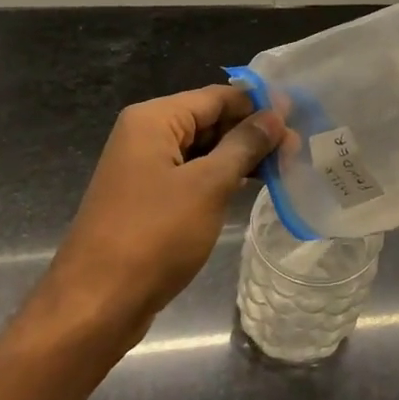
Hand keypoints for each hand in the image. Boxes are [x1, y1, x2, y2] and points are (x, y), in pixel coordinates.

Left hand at [29, 85, 284, 343]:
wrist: (98, 303)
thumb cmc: (155, 235)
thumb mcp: (208, 185)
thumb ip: (244, 145)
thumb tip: (275, 115)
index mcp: (154, 120)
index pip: (217, 96)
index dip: (259, 104)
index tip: (301, 116)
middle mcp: (146, 135)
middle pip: (210, 120)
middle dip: (253, 132)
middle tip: (298, 149)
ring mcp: (146, 169)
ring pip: (204, 150)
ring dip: (242, 157)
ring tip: (286, 168)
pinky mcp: (150, 199)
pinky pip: (193, 175)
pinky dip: (223, 178)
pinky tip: (253, 187)